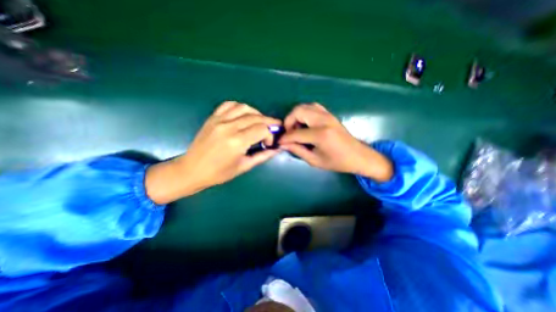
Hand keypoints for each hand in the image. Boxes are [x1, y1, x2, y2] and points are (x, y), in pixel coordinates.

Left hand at [146, 102, 282, 203]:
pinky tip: (244, 115)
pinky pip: (229, 105)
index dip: (270, 135)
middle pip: (256, 117)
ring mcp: (219, 120)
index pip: (262, 129)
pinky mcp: (213, 117)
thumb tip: (277, 149)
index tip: (268, 143)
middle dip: (268, 122)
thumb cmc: (219, 173)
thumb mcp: (244, 166)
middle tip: (274, 127)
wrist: (192, 170)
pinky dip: (240, 107)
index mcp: (237, 142)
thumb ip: (262, 156)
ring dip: (256, 113)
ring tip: (260, 122)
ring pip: (244, 108)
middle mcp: (229, 127)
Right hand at [280, 102, 391, 179]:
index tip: (279, 142)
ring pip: (305, 107)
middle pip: (298, 111)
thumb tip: (283, 144)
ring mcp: (327, 115)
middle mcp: (323, 120)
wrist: (358, 156)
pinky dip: (305, 113)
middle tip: (289, 134)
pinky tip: (305, 124)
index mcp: (321, 135)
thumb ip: (297, 150)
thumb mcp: (315, 160)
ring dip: (296, 116)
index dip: (285, 138)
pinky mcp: (329, 114)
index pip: (295, 133)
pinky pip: (312, 107)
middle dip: (288, 122)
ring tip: (296, 129)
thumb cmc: (337, 162)